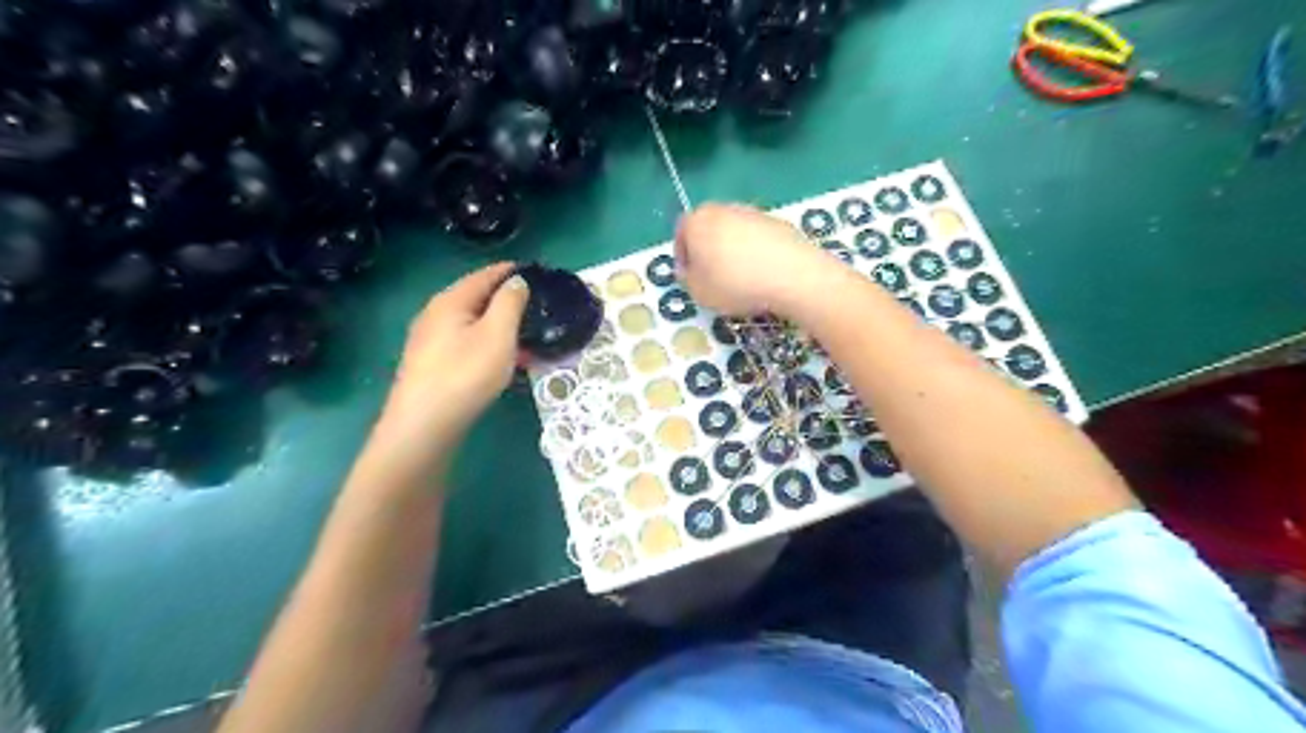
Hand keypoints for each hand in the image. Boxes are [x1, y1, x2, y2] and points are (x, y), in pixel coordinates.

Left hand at [376, 264, 527, 443]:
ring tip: (524, 334)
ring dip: (498, 324)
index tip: (535, 271)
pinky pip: (465, 342)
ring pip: (471, 323)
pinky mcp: (430, 364)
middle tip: (535, 305)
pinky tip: (500, 358)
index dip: (510, 271)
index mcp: (450, 301)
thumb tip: (517, 281)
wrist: (423, 426)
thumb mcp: (497, 335)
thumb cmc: (465, 375)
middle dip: (505, 299)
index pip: (484, 275)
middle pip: (475, 298)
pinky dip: (487, 342)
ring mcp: (429, 340)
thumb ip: (509, 303)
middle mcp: (435, 314)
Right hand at [672, 203, 847, 320]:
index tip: (692, 278)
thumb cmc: (735, 284)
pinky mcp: (778, 222)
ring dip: (733, 252)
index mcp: (697, 221)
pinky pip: (758, 239)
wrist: (792, 275)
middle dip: (708, 251)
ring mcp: (753, 213)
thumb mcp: (698, 292)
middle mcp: (723, 209)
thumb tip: (691, 269)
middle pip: (709, 229)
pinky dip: (757, 253)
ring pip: (734, 233)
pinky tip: (764, 275)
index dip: (684, 258)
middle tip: (714, 278)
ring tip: (742, 279)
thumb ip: (688, 278)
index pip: (682, 234)